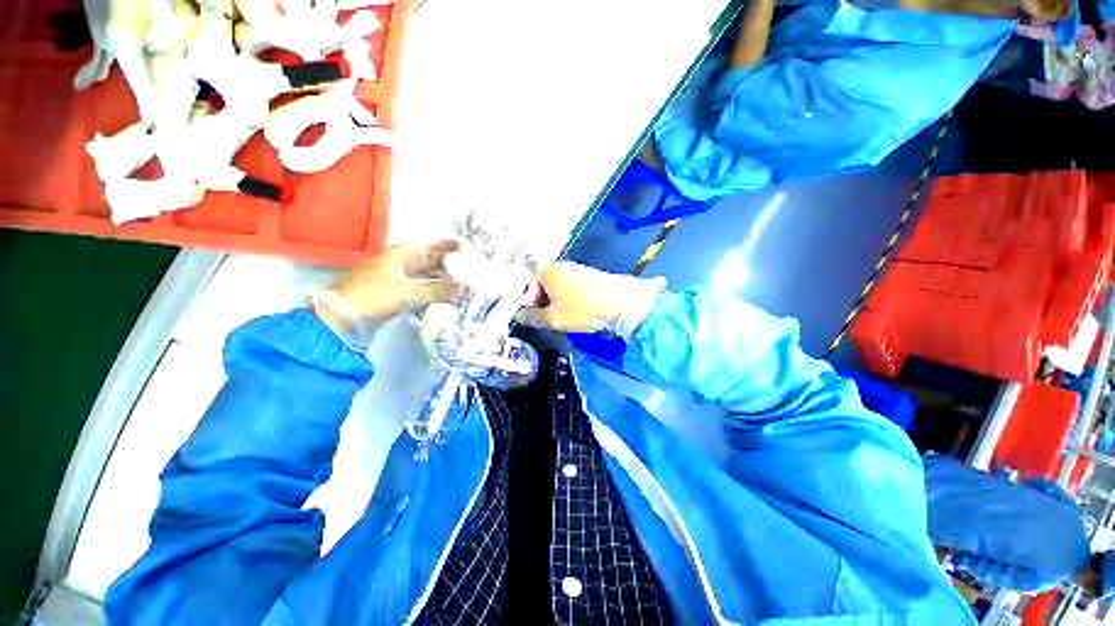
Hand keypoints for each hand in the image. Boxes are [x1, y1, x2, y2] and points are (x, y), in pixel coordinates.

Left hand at [316, 240, 463, 331]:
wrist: (342, 317)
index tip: (468, 248)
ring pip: (426, 276)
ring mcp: (397, 279)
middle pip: (430, 260)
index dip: (448, 245)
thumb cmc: (374, 296)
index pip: (430, 245)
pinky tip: (446, 297)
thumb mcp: (409, 291)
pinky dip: (434, 291)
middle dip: (449, 263)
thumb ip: (438, 289)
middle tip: (471, 268)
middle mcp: (400, 263)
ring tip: (464, 283)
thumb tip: (466, 288)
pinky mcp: (396, 294)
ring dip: (443, 279)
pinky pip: (421, 289)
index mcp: (401, 254)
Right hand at [516, 261, 663, 336]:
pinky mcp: (591, 276)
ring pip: (558, 281)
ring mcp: (578, 269)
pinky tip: (576, 310)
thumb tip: (518, 316)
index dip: (522, 284)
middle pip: (542, 276)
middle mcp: (561, 265)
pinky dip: (569, 296)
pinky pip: (572, 284)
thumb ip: (532, 317)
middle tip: (541, 313)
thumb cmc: (582, 309)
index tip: (524, 301)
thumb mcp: (553, 319)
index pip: (527, 267)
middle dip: (539, 294)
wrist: (623, 303)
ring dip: (555, 296)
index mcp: (548, 271)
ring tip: (560, 315)